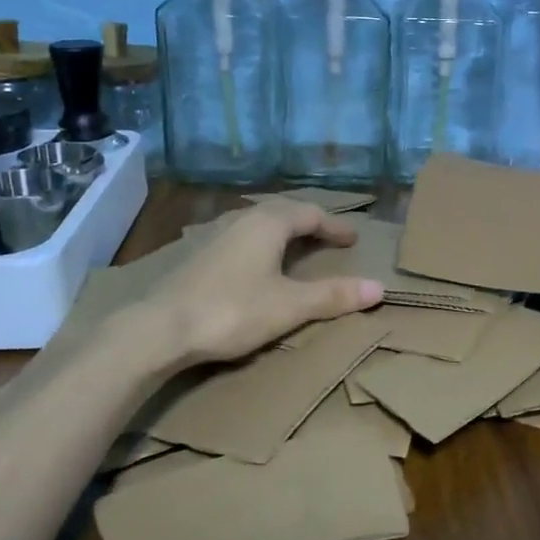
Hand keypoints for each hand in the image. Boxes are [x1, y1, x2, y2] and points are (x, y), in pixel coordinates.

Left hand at [142, 201, 384, 366]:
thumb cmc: (233, 311)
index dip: (335, 226)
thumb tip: (379, 288)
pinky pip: (241, 236)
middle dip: (309, 223)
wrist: (160, 328)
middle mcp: (243, 219)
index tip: (353, 239)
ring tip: (296, 246)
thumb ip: (333, 295)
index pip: (311, 214)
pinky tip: (256, 262)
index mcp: (269, 223)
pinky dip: (261, 242)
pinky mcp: (198, 254)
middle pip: (284, 212)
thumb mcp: (290, 306)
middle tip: (328, 237)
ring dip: (282, 230)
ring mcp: (216, 234)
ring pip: (259, 222)